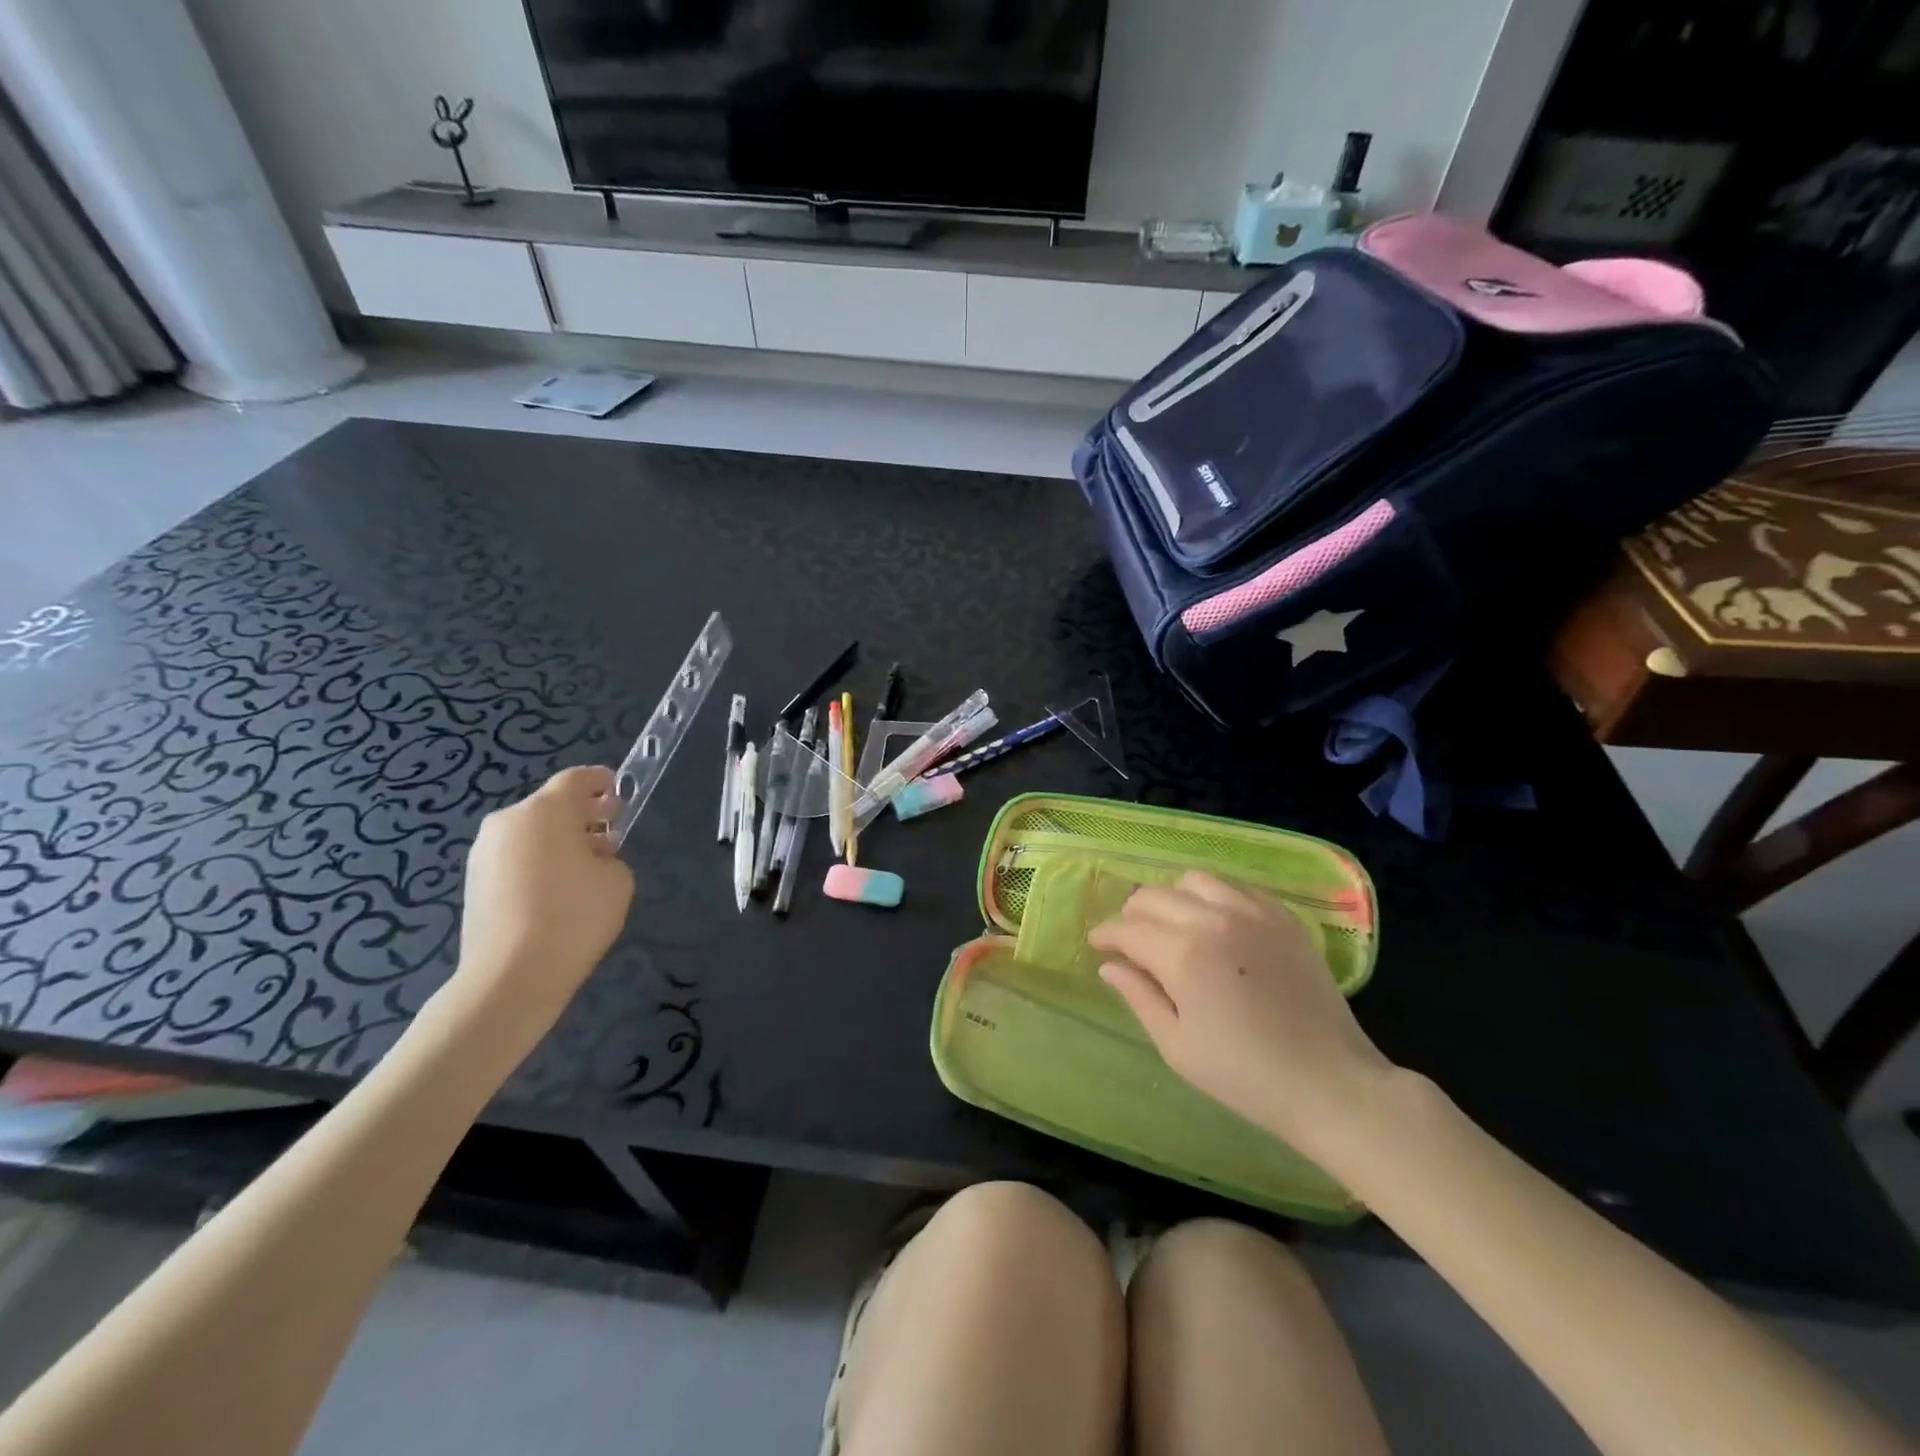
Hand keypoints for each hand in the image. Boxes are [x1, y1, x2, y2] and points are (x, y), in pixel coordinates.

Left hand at [442, 766, 634, 1059]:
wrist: (512, 976)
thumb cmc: (575, 916)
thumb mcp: (618, 879)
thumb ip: (609, 856)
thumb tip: (590, 858)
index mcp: (545, 810)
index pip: (577, 779)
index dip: (601, 781)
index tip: (618, 791)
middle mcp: (508, 822)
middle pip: (550, 806)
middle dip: (582, 814)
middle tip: (609, 832)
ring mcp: (484, 852)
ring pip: (531, 833)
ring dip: (559, 840)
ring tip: (584, 870)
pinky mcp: (473, 882)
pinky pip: (515, 858)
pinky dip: (537, 862)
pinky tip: (557, 892)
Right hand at [1087, 871, 1393, 1155]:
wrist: (1330, 1083)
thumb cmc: (1244, 1075)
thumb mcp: (1177, 1046)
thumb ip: (1139, 996)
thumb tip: (1109, 965)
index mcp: (1183, 954)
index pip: (1127, 928)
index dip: (1105, 935)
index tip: (1098, 945)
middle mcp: (1214, 919)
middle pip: (1154, 896)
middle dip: (1133, 915)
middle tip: (1132, 941)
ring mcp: (1253, 912)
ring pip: (1193, 880)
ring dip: (1173, 899)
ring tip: (1175, 927)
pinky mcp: (1283, 916)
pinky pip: (1235, 887)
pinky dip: (1214, 898)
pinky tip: (1217, 925)